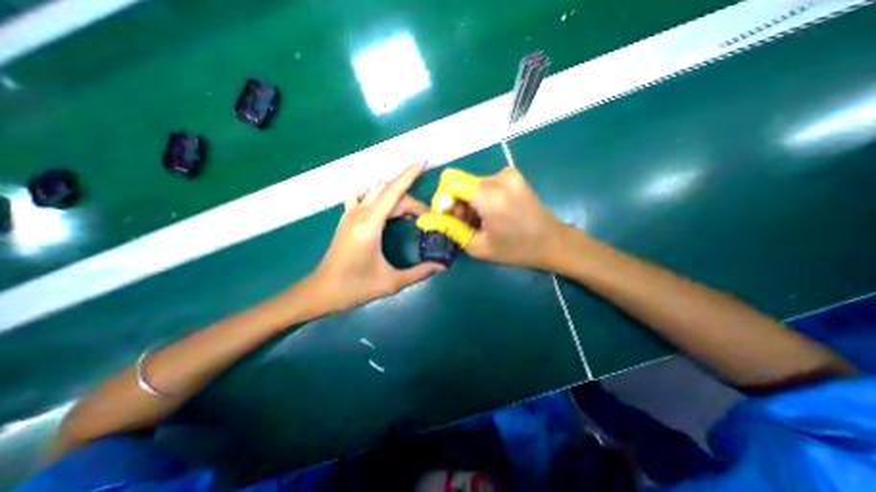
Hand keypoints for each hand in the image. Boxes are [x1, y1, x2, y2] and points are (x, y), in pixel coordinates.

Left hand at [308, 163, 444, 310]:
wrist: (321, 291)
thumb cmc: (355, 287)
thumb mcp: (391, 282)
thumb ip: (419, 272)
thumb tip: (442, 266)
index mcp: (370, 224)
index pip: (393, 191)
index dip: (409, 175)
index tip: (423, 162)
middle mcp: (359, 213)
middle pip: (390, 194)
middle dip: (412, 202)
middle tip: (427, 219)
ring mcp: (350, 214)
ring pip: (378, 194)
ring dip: (397, 199)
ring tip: (410, 215)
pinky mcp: (346, 218)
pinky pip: (364, 197)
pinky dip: (378, 196)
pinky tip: (385, 209)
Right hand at [419, 167, 568, 267]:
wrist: (552, 241)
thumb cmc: (515, 250)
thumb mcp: (478, 246)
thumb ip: (450, 229)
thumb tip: (425, 219)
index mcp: (490, 195)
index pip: (449, 181)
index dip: (442, 198)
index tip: (448, 217)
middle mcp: (498, 177)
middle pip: (460, 183)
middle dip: (456, 203)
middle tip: (466, 224)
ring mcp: (508, 174)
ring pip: (471, 183)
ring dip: (468, 201)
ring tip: (481, 221)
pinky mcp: (512, 175)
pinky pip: (484, 183)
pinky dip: (480, 197)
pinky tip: (491, 213)